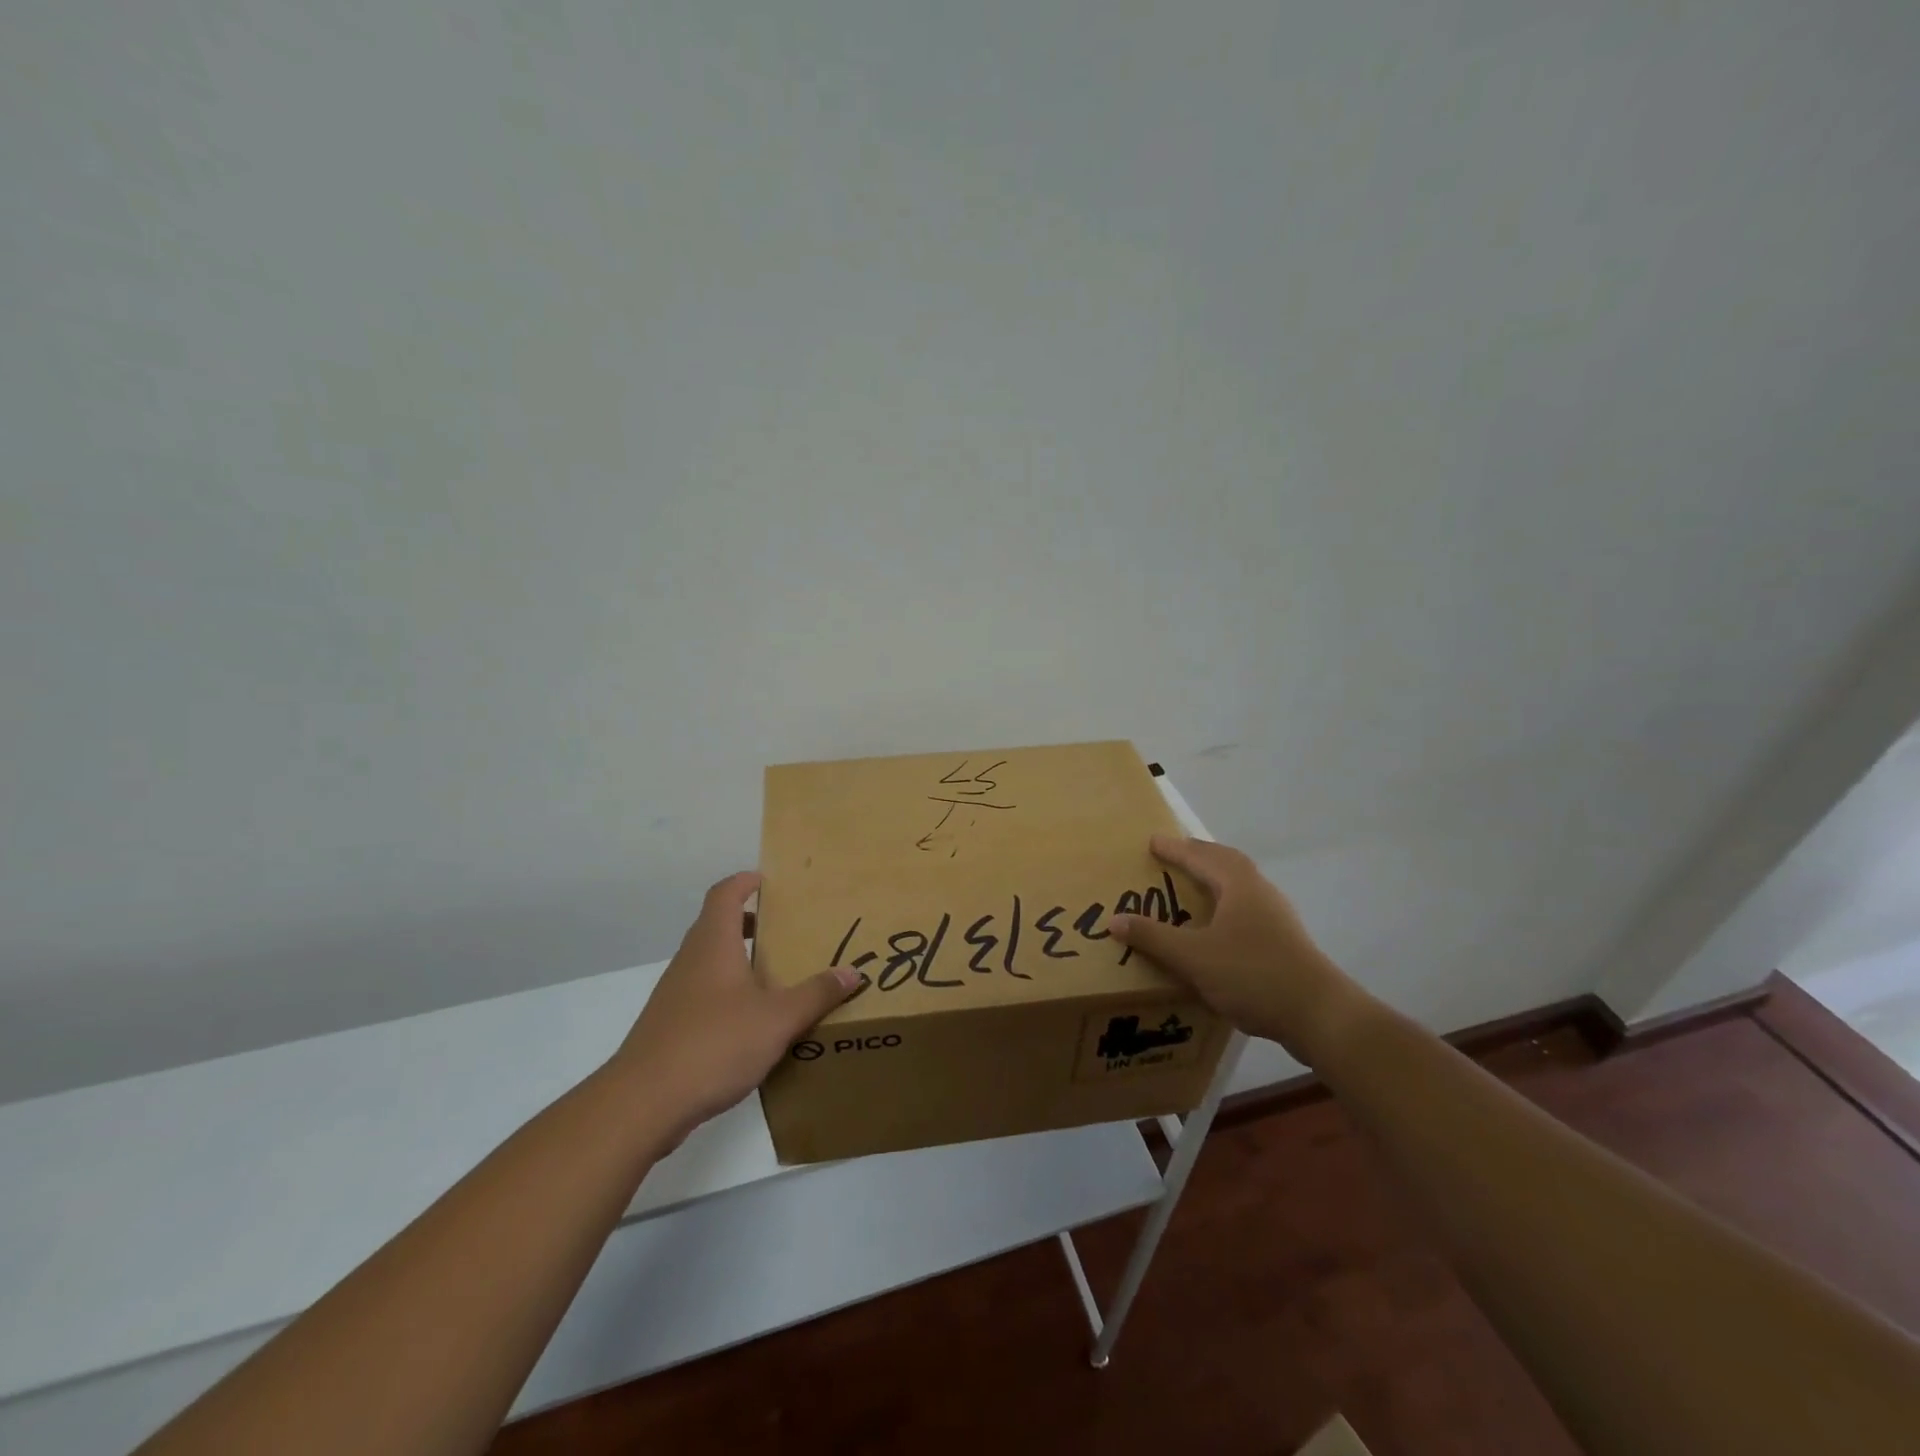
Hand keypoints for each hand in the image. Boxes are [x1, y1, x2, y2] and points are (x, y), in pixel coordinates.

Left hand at [610, 871, 860, 1140]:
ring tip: (777, 977)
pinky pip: (703, 994)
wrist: (643, 1103)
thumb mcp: (778, 1019)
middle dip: (750, 922)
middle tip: (786, 930)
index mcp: (714, 944)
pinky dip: (728, 993)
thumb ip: (816, 994)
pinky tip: (752, 1023)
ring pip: (710, 962)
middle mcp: (691, 960)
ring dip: (739, 960)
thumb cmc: (714, 1044)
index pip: (725, 893)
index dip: (745, 881)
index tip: (770, 881)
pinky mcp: (669, 1026)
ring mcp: (675, 994)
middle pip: (717, 925)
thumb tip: (852, 973)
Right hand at [1109, 835, 1371, 1063]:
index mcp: (1238, 885)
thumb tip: (1114, 919)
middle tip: (1174, 854)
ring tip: (1194, 885)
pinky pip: (1248, 906)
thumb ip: (1153, 937)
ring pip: (1241, 884)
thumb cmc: (1252, 975)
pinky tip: (1219, 925)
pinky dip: (1227, 902)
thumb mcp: (1193, 957)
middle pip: (1227, 861)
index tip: (1153, 841)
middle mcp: (1260, 892)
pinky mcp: (1284, 941)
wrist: (1319, 1015)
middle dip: (1199, 855)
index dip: (1175, 849)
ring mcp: (1277, 916)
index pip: (1201, 856)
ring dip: (1216, 877)